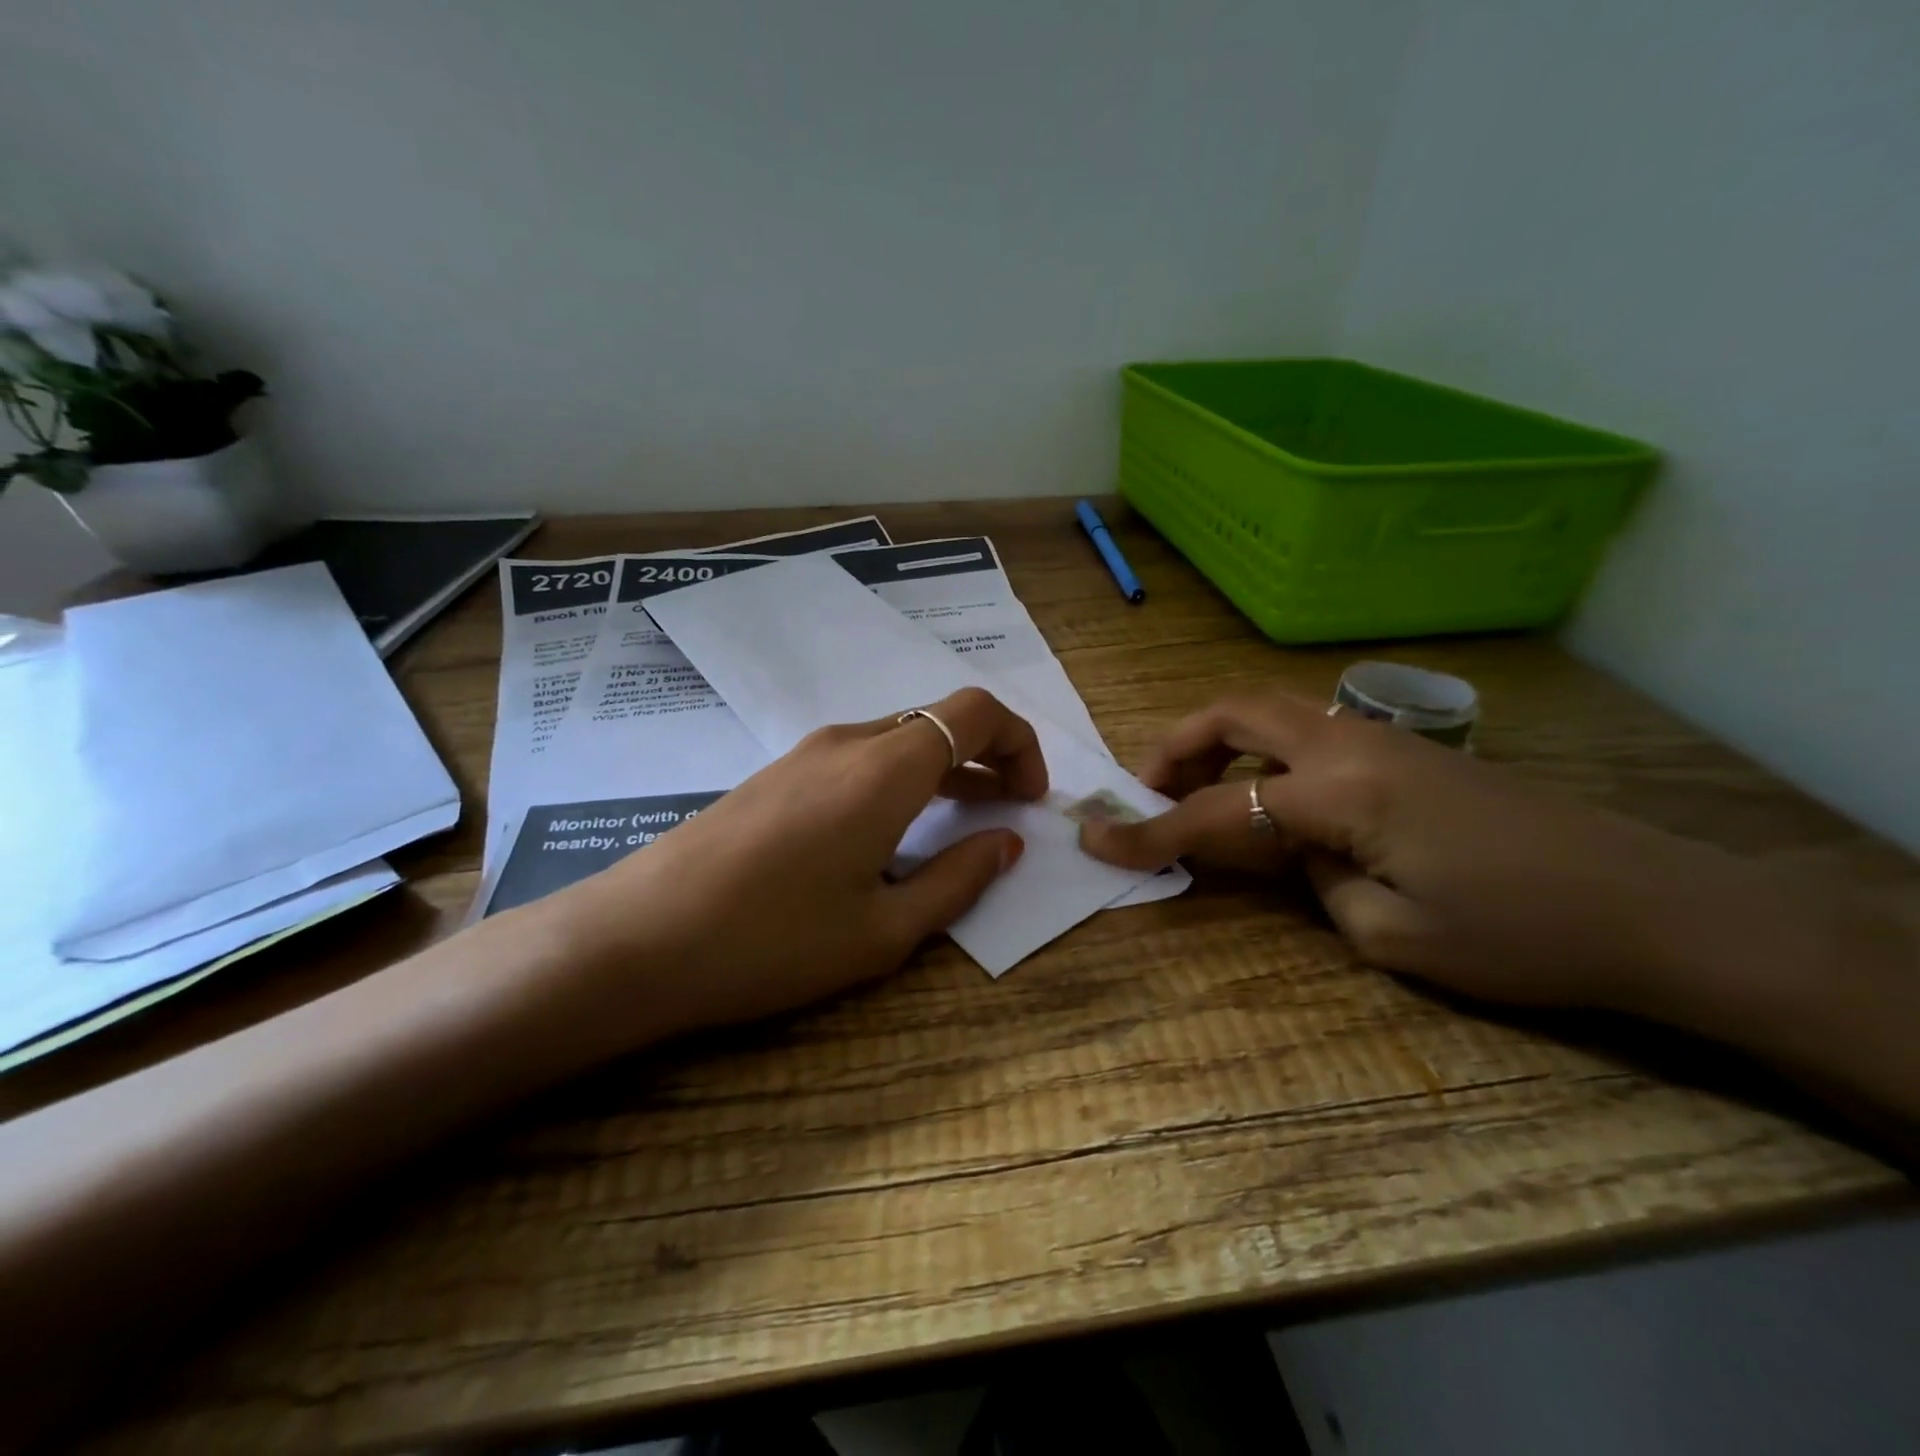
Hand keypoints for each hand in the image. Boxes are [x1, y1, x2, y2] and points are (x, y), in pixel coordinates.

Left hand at [547, 686, 1046, 1041]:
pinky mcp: (777, 774)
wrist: (638, 939)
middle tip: (1008, 811)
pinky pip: (860, 758)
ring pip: (899, 739)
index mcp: (885, 769)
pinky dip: (900, 778)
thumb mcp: (882, 929)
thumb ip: (957, 880)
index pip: (976, 712)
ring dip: (943, 768)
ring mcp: (806, 753)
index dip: (1019, 743)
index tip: (1030, 798)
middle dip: (987, 757)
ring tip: (961, 819)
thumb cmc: (772, 942)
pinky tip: (891, 831)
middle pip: (939, 720)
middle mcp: (849, 742)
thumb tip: (1005, 843)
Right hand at [1077, 687, 1754, 1011]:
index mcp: (1342, 791)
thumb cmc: (1524, 936)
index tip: (1096, 840)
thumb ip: (1317, 883)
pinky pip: (1311, 735)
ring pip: (1274, 714)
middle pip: (1237, 713)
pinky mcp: (1412, 754)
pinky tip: (1275, 800)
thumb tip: (1302, 852)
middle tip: (1147, 789)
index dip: (1151, 831)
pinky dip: (1266, 754)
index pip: (1219, 809)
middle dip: (1176, 745)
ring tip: (1202, 792)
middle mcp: (1353, 745)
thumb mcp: (1393, 936)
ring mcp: (1385, 742)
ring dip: (1222, 743)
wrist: (1662, 909)